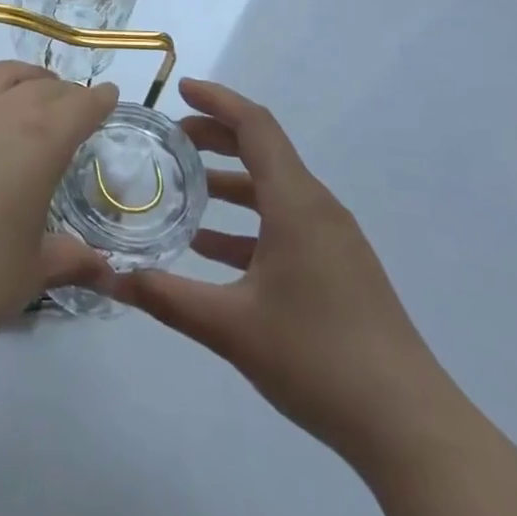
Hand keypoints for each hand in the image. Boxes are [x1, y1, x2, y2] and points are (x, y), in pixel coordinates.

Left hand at [0, 30, 118, 361]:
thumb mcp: (32, 273)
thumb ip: (69, 259)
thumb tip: (106, 272)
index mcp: (41, 145)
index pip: (80, 108)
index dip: (98, 101)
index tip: (109, 97)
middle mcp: (0, 116)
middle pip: (42, 90)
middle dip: (65, 93)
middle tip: (75, 105)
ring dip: (23, 74)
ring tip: (36, 82)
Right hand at [113, 78, 454, 470]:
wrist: (408, 425)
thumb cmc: (317, 358)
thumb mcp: (229, 327)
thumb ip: (164, 296)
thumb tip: (107, 274)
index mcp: (296, 203)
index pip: (255, 126)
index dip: (216, 101)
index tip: (179, 90)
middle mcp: (318, 209)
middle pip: (264, 151)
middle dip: (216, 138)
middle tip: (171, 139)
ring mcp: (333, 240)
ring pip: (274, 191)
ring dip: (230, 184)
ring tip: (183, 191)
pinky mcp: (339, 269)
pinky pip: (286, 225)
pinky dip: (247, 224)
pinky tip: (212, 251)